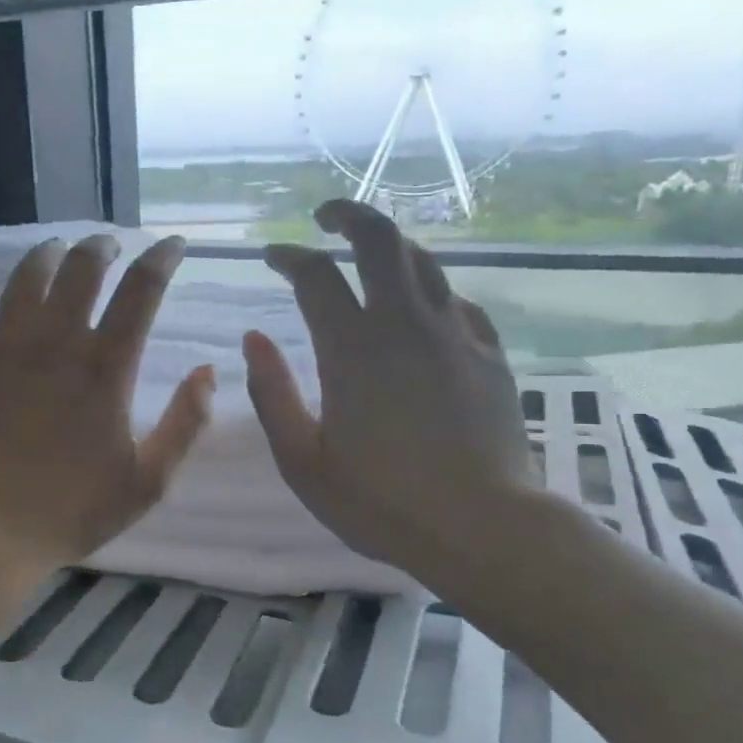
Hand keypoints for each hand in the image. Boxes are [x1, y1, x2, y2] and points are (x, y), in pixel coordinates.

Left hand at [0, 233, 215, 575]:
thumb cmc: (73, 510)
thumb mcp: (149, 479)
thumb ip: (185, 422)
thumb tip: (208, 371)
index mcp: (104, 366)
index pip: (141, 290)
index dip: (162, 258)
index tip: (174, 244)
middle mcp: (54, 341)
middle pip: (80, 268)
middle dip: (101, 246)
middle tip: (109, 245)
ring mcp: (0, 347)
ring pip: (23, 278)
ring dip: (44, 254)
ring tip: (55, 250)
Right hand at [243, 200, 535, 582]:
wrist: (482, 527)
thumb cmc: (381, 502)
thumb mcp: (303, 461)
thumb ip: (272, 394)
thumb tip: (253, 338)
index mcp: (352, 349)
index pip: (315, 275)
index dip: (289, 257)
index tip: (273, 256)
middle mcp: (404, 324)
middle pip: (380, 239)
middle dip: (349, 216)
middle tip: (327, 219)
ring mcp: (455, 334)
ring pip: (424, 262)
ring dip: (391, 246)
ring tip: (370, 255)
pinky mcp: (489, 354)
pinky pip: (457, 302)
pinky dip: (430, 292)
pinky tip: (424, 311)